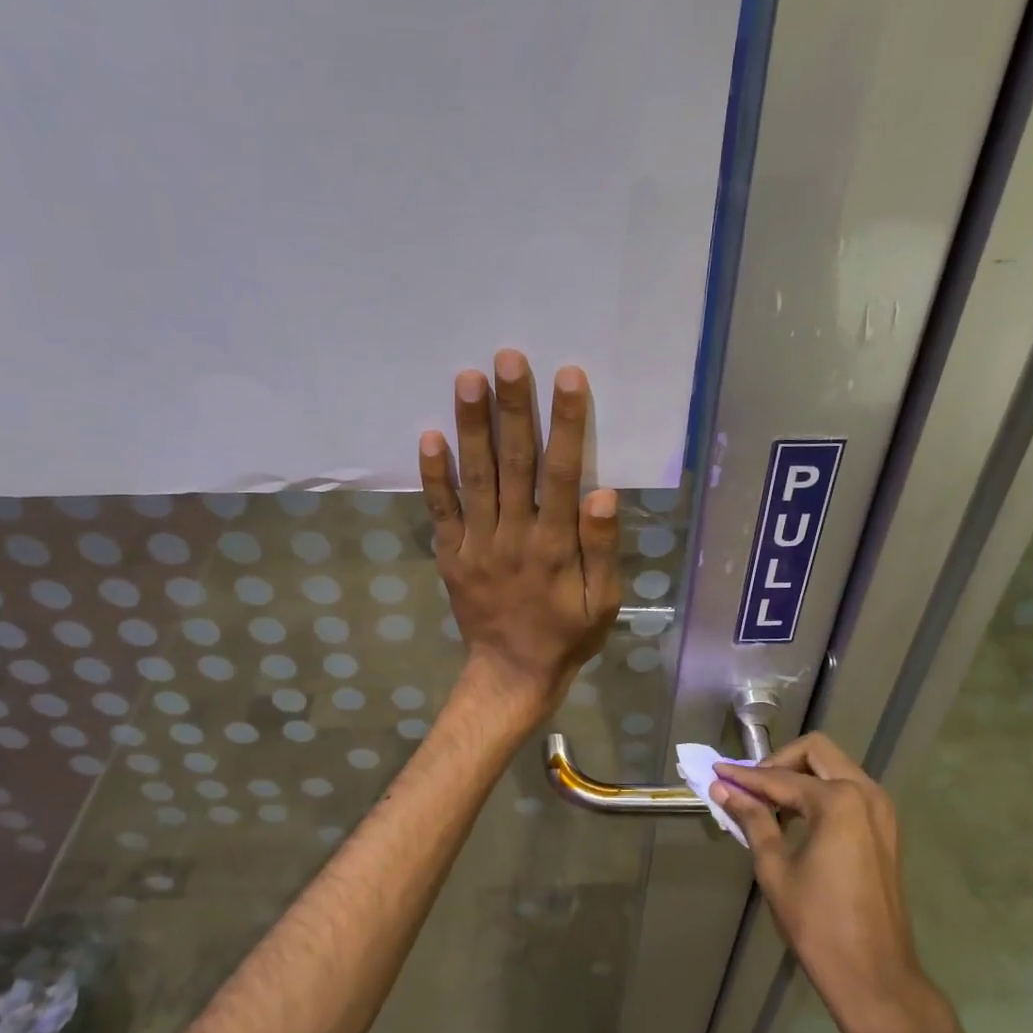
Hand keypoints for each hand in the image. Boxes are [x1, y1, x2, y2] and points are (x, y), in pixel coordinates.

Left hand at [419, 350, 621, 722]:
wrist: (512, 674)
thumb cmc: (567, 635)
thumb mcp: (603, 601)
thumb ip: (602, 547)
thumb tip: (601, 492)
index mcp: (555, 544)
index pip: (562, 473)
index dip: (566, 424)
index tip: (567, 377)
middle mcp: (514, 535)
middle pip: (514, 463)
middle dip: (513, 408)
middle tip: (508, 357)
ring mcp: (477, 543)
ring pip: (475, 477)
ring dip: (471, 426)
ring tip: (467, 379)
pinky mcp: (451, 554)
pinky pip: (440, 510)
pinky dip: (434, 475)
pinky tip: (429, 435)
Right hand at [711, 734, 961, 1032]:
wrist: (876, 978)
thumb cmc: (818, 925)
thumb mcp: (775, 869)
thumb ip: (752, 820)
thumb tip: (723, 789)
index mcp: (839, 801)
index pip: (780, 778)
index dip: (744, 777)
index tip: (716, 771)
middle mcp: (866, 793)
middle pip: (816, 752)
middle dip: (779, 762)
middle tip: (750, 786)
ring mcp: (882, 811)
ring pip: (835, 768)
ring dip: (801, 776)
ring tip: (768, 803)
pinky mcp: (886, 830)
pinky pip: (849, 791)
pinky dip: (820, 793)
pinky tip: (795, 819)